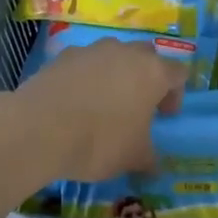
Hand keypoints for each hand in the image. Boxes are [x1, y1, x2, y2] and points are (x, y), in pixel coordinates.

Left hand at [10, 39, 185, 180]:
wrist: (39, 129)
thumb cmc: (99, 141)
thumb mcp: (133, 158)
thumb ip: (149, 158)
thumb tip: (154, 166)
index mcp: (153, 73)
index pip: (178, 72)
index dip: (175, 94)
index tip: (164, 115)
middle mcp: (125, 53)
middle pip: (147, 56)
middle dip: (146, 77)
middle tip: (138, 105)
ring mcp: (92, 50)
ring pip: (113, 55)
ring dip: (115, 73)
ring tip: (103, 102)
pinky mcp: (62, 56)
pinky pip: (83, 63)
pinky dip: (85, 77)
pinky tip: (75, 101)